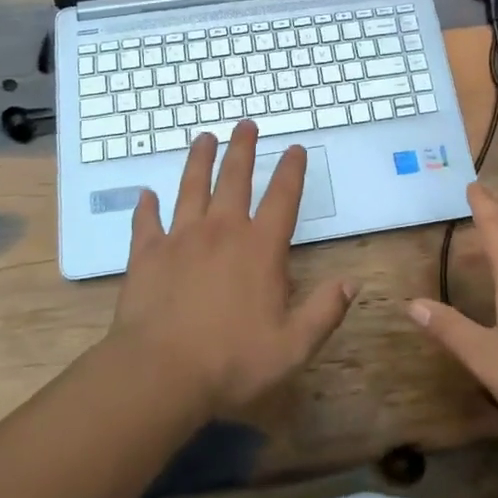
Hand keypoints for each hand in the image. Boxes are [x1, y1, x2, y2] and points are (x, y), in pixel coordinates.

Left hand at [109, 121, 355, 416]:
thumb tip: (351, 283)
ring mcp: (180, 239)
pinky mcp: (146, 255)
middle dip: (242, 149)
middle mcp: (222, 232)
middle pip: (234, 179)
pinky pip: (146, 223)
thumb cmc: (232, 362)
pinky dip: (146, 207)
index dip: (291, 170)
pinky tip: (146, 194)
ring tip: (203, 138)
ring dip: (199, 160)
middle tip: (245, 124)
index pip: (282, 198)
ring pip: (191, 188)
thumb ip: (324, 311)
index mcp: (260, 248)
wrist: (160, 374)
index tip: (295, 148)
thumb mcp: (293, 346)